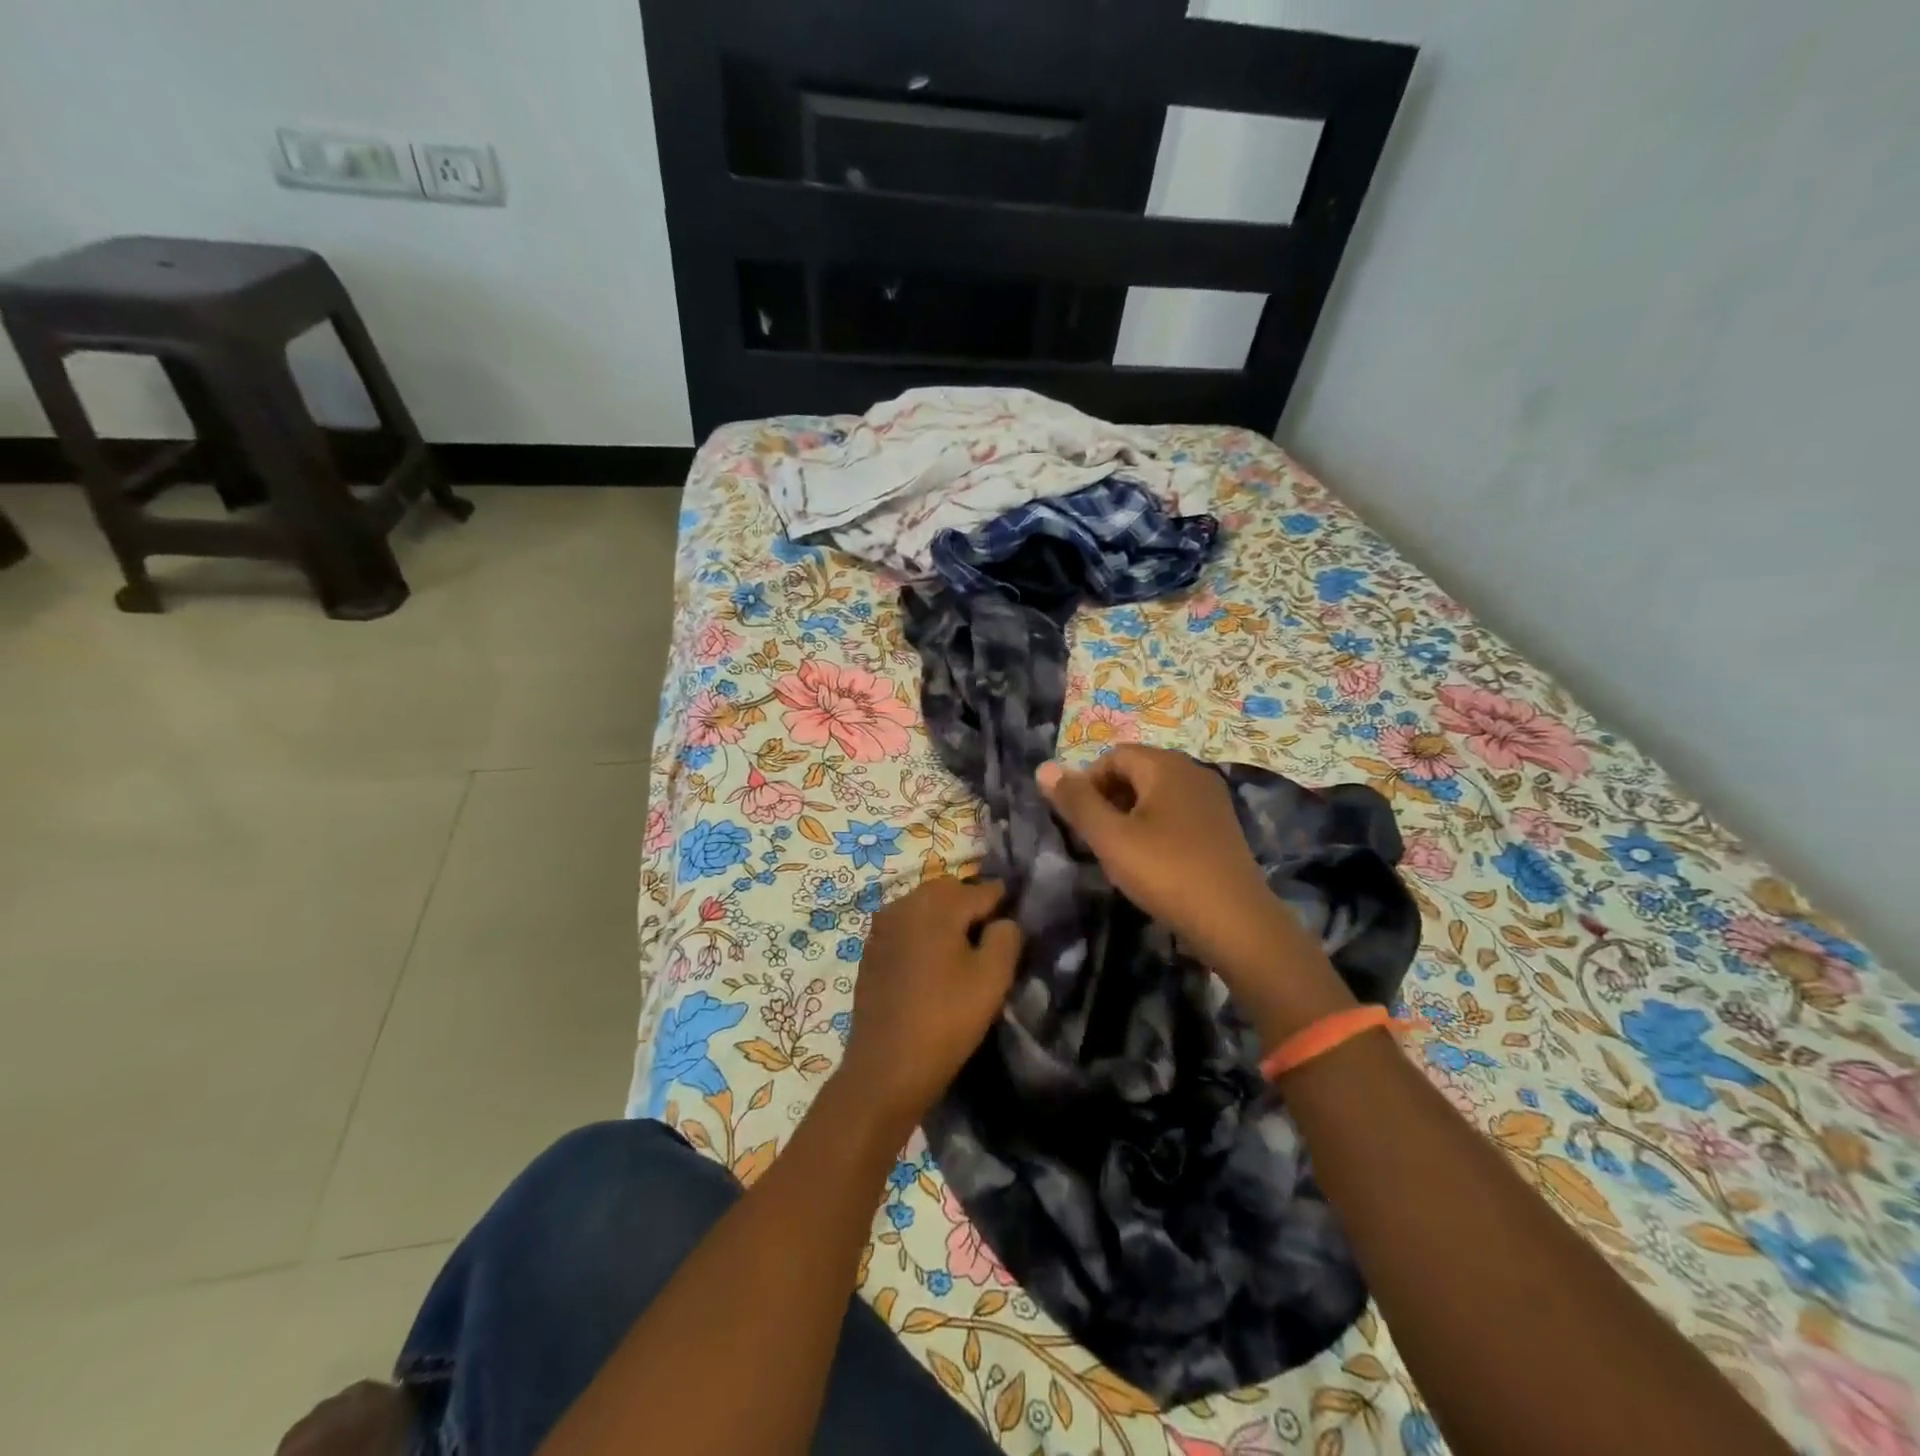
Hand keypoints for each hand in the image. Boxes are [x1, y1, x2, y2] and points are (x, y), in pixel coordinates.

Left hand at [836, 877, 1021, 1140]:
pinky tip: (932, 963)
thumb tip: (1003, 920)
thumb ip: (1007, 937)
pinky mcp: (870, 949)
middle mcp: (905, 903)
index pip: (982, 889)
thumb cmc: (946, 1019)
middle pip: (949, 891)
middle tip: (990, 937)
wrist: (885, 1067)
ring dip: (945, 918)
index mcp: (937, 904)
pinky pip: (905, 926)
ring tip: (962, 951)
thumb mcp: (993, 978)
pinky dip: (922, 933)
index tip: (1017, 921)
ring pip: (924, 906)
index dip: (1004, 902)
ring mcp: (882, 926)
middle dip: (971, 905)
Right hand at [1036, 747, 1269, 957]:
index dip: (1087, 784)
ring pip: (1156, 794)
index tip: (1079, 823)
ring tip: (1120, 853)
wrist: (1236, 922)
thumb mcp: (1111, 838)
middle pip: (1136, 771)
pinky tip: (1152, 862)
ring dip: (1129, 815)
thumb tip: (1043, 768)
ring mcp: (1211, 799)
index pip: (1112, 756)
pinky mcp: (1222, 827)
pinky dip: (1155, 828)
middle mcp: (1192, 771)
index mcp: (1166, 766)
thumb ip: (1076, 802)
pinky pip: (1176, 813)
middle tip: (1096, 839)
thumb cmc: (1166, 872)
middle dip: (1108, 799)